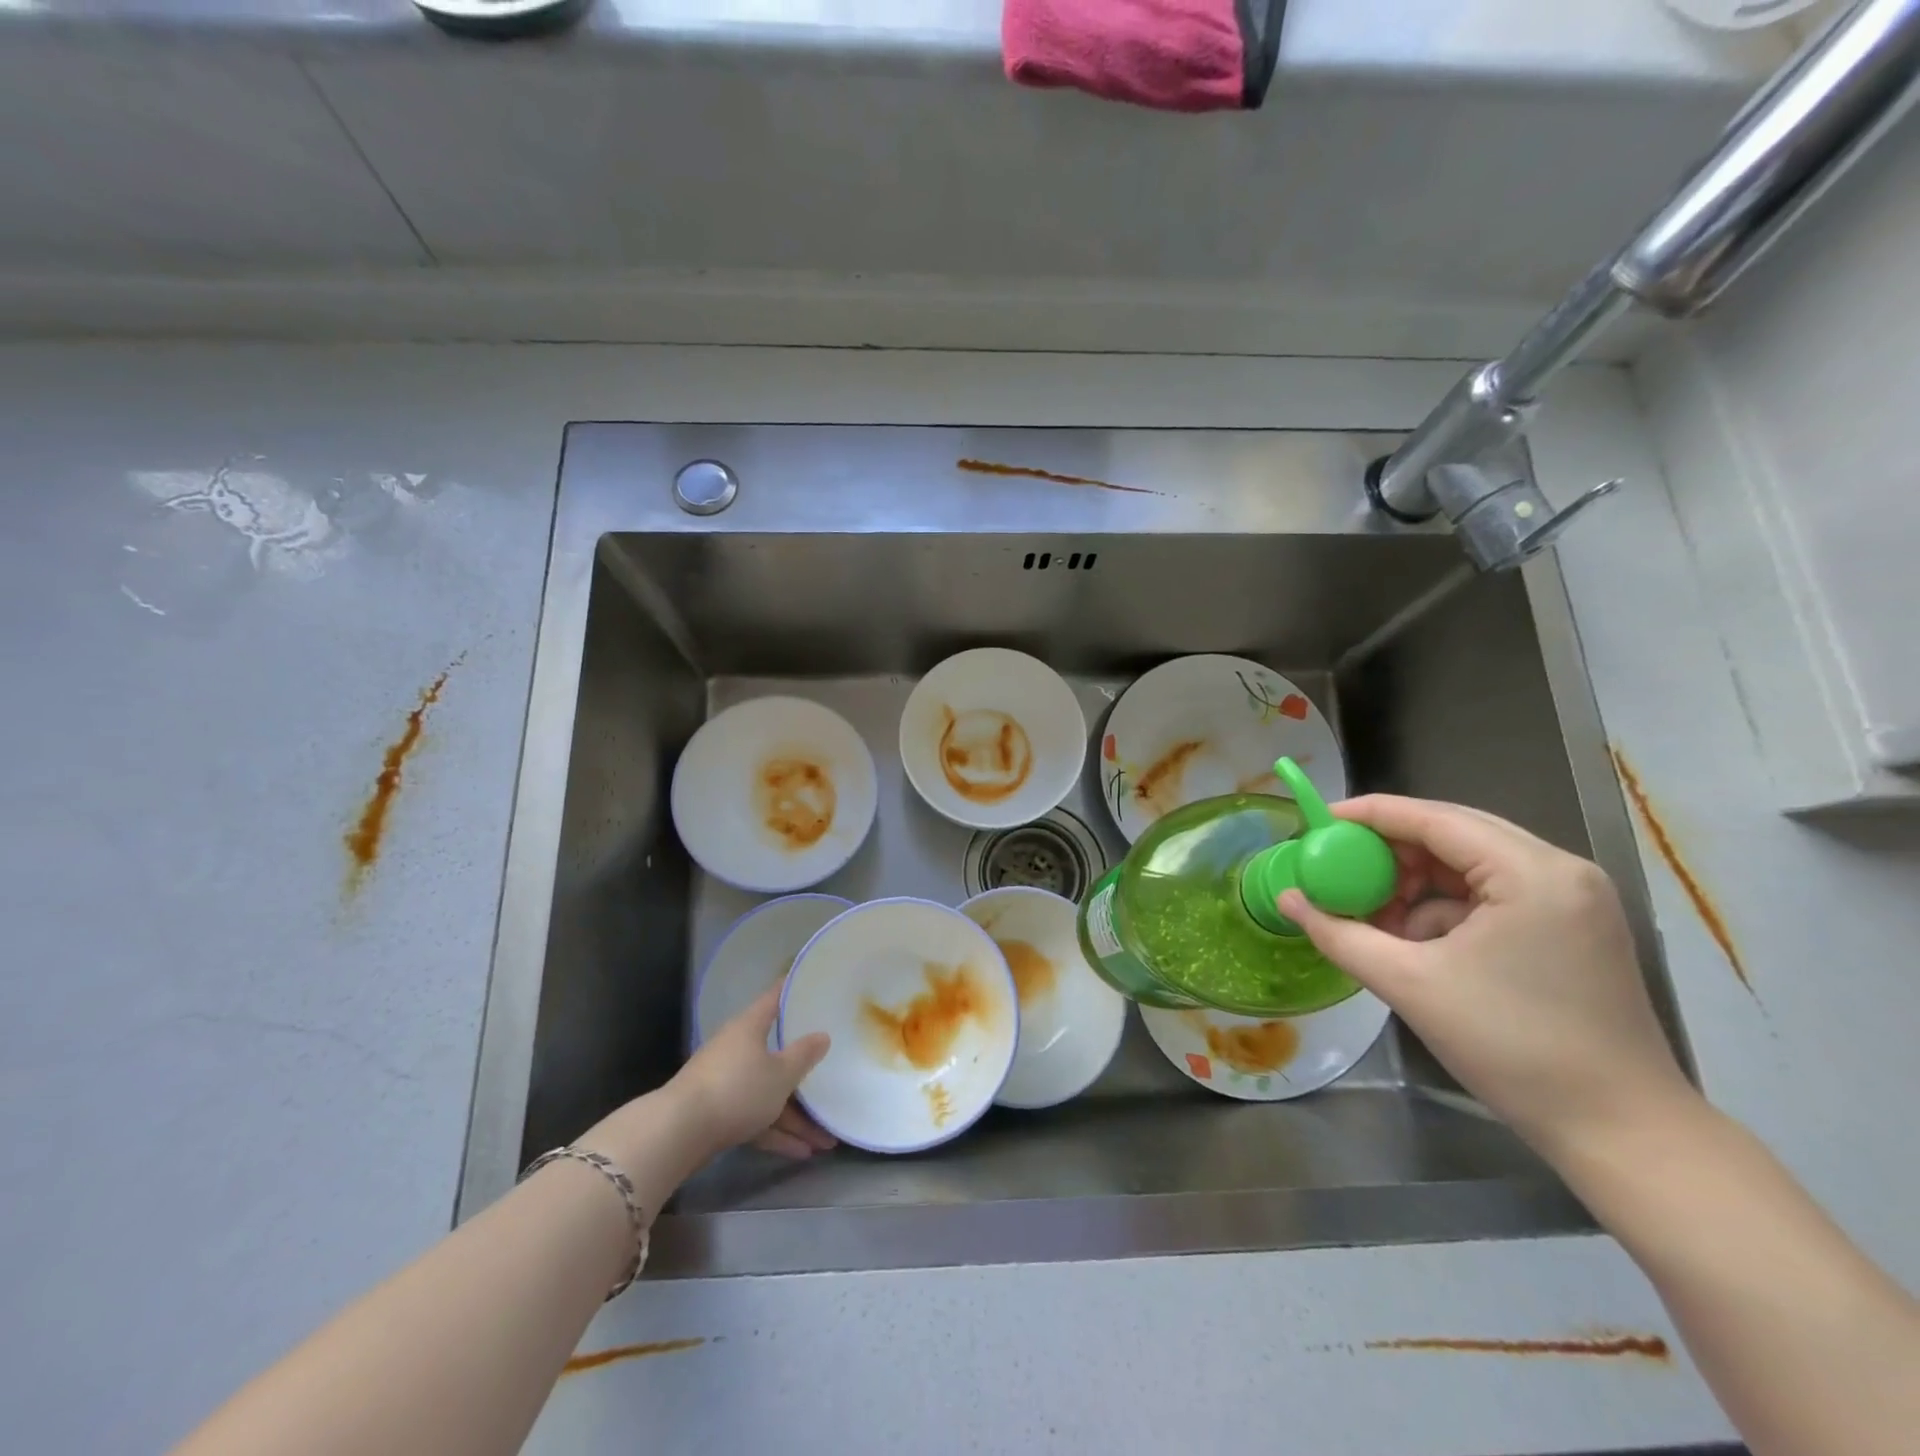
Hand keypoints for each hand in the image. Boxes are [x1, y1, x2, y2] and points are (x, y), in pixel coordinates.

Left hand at [667, 983, 835, 1162]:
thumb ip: (804, 1055)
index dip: (793, 990)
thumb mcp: (781, 1074)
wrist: (680, 1132)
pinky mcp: (719, 1112)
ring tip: (825, 1141)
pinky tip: (801, 1152)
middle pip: (776, 1053)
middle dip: (804, 1074)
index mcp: (750, 1027)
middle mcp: (737, 1048)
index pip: (775, 999)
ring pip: (768, 1093)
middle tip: (832, 1075)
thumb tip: (822, 1035)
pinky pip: (756, 1117)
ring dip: (796, 1117)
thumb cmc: (737, 1089)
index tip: (813, 984)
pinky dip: (777, 1132)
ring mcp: (726, 1081)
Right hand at [1278, 794, 1696, 1161]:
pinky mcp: (1573, 928)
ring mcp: (1574, 900)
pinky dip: (1447, 908)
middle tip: (1340, 869)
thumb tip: (1288, 899)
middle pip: (1455, 833)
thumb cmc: (1513, 1048)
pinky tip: (1419, 942)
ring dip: (1418, 882)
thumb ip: (1339, 934)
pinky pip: (1492, 894)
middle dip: (1391, 850)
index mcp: (1531, 873)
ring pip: (1471, 864)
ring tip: (1377, 915)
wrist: (1621, 1132)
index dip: (1369, 815)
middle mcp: (1561, 871)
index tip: (1317, 822)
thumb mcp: (1409, 985)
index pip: (1434, 818)